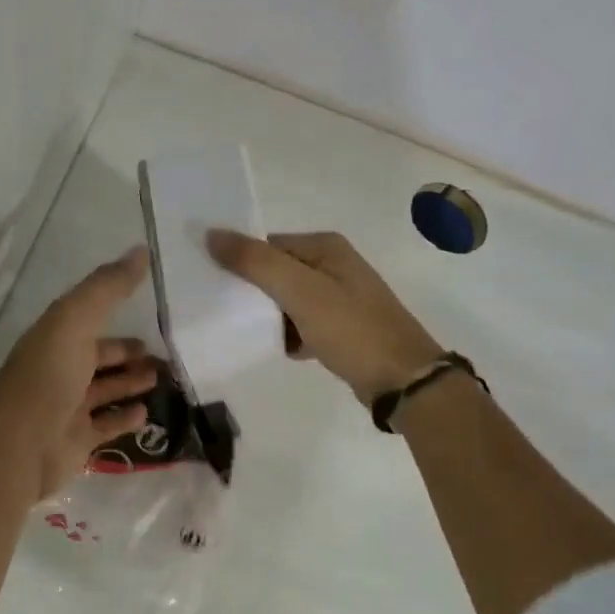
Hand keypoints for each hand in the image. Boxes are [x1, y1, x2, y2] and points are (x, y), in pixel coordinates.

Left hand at [0, 246, 157, 498]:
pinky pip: (106, 425)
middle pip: (98, 358)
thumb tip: (142, 249)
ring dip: (130, 383)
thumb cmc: (48, 375)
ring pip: (105, 391)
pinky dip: (125, 418)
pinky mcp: (77, 440)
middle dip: (127, 354)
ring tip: (162, 379)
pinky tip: (146, 412)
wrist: (19, 444)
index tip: (148, 314)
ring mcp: (67, 407)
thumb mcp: (77, 318)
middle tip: (163, 353)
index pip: (88, 320)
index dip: (115, 315)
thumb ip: (108, 287)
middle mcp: (60, 369)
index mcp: (56, 337)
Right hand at [208, 230, 442, 404]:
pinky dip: (291, 335)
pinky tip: (284, 350)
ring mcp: (340, 297)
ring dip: (270, 317)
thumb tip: (211, 234)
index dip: (241, 262)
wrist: (403, 379)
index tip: (214, 286)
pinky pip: (303, 324)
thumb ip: (255, 262)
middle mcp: (334, 265)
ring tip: (250, 333)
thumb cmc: (350, 329)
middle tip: (226, 312)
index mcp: (325, 247)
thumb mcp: (299, 292)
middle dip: (253, 292)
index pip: (268, 245)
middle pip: (277, 271)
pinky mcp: (343, 327)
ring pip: (288, 300)